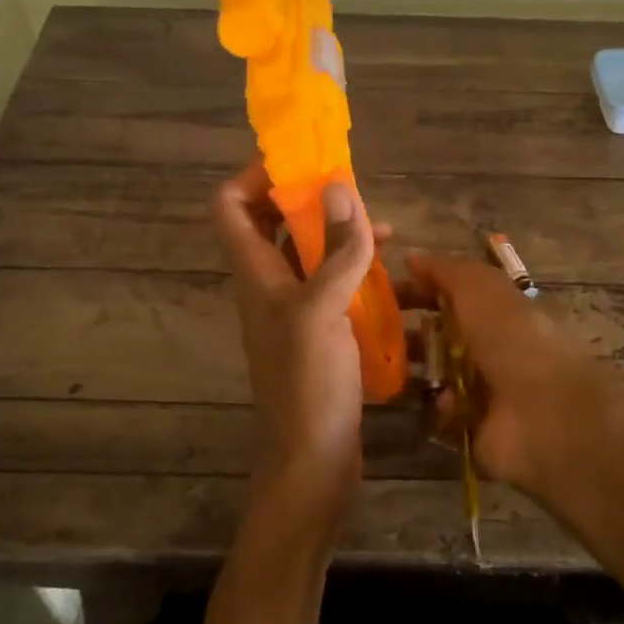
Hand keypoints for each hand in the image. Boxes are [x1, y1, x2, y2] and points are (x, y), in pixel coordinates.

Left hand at [213, 163, 377, 512]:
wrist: (313, 460)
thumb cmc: (309, 384)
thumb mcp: (323, 310)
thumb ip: (334, 250)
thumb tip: (339, 188)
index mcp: (256, 275)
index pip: (230, 205)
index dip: (256, 175)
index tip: (302, 163)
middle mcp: (269, 287)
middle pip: (271, 224)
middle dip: (308, 200)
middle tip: (351, 192)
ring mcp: (295, 312)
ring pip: (308, 255)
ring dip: (338, 236)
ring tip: (384, 231)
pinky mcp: (321, 335)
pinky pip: (333, 288)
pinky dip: (356, 272)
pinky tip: (393, 277)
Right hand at [403, 254, 623, 500]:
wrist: (545, 413)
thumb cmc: (513, 340)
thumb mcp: (480, 288)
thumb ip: (444, 270)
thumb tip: (411, 257)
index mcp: (499, 311)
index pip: (453, 295)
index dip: (420, 289)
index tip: (384, 291)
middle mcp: (493, 348)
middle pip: (440, 336)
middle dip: (409, 333)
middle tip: (377, 334)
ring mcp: (485, 390)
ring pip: (436, 376)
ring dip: (415, 372)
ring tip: (391, 370)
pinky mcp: (476, 427)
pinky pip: (442, 415)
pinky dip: (439, 408)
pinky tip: (444, 403)